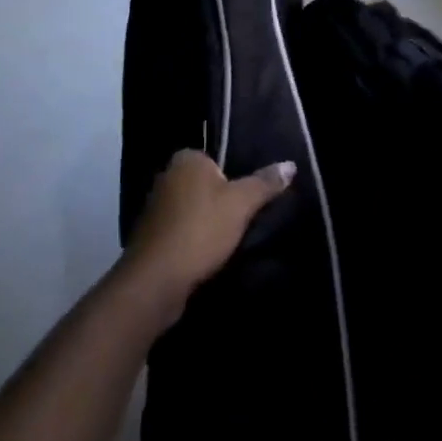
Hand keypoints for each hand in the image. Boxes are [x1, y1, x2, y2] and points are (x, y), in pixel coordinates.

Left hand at [124, 150, 295, 317]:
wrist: (155, 281)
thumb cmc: (200, 230)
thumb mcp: (241, 204)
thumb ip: (265, 183)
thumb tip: (290, 164)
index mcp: (186, 159)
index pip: (217, 160)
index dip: (234, 180)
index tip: (248, 200)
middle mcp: (166, 176)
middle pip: (205, 185)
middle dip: (221, 202)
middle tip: (243, 220)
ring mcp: (154, 208)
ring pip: (192, 210)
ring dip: (206, 224)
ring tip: (227, 241)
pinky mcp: (150, 237)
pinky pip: (181, 231)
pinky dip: (192, 240)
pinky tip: (206, 256)